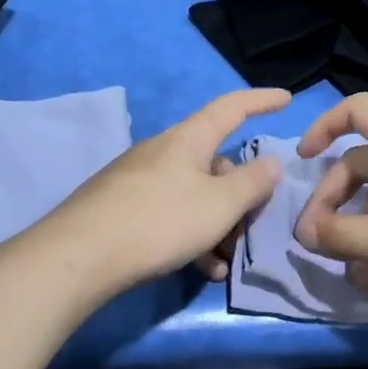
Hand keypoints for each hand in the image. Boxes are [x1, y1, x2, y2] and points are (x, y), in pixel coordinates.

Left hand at [32, 89, 289, 297]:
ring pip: (194, 196)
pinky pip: (171, 216)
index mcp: (188, 140)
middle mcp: (162, 152)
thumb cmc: (160, 221)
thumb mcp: (220, 204)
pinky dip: (192, 238)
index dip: (261, 100)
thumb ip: (252, 183)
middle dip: (239, 194)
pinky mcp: (123, 209)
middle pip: (215, 163)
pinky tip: (200, 269)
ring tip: (226, 261)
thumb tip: (272, 161)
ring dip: (217, 226)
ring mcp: (139, 180)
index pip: (231, 107)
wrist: (80, 256)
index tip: (287, 99)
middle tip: (253, 224)